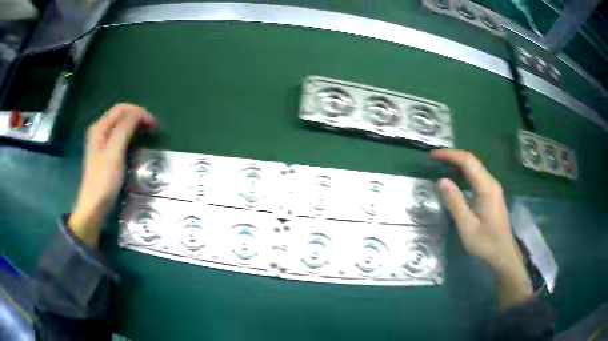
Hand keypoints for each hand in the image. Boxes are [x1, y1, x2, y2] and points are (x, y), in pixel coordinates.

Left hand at [69, 104, 155, 247]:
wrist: (94, 206)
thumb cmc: (104, 179)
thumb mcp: (114, 151)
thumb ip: (125, 128)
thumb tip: (139, 112)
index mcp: (99, 127)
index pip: (121, 109)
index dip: (138, 111)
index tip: (153, 123)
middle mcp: (99, 131)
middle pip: (120, 115)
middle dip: (138, 117)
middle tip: (153, 128)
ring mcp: (101, 143)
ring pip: (120, 126)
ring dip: (135, 126)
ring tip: (148, 133)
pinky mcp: (105, 154)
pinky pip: (119, 137)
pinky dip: (130, 136)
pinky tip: (136, 142)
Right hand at [431, 149, 531, 306]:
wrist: (503, 254)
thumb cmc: (485, 243)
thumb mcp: (467, 226)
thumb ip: (455, 203)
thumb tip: (441, 180)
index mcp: (487, 188)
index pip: (468, 161)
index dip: (450, 155)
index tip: (433, 155)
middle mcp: (491, 183)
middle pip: (472, 161)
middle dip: (453, 156)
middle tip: (435, 158)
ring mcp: (493, 188)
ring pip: (475, 167)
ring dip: (458, 162)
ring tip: (442, 164)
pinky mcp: (492, 194)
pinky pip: (477, 176)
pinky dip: (464, 171)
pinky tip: (456, 177)